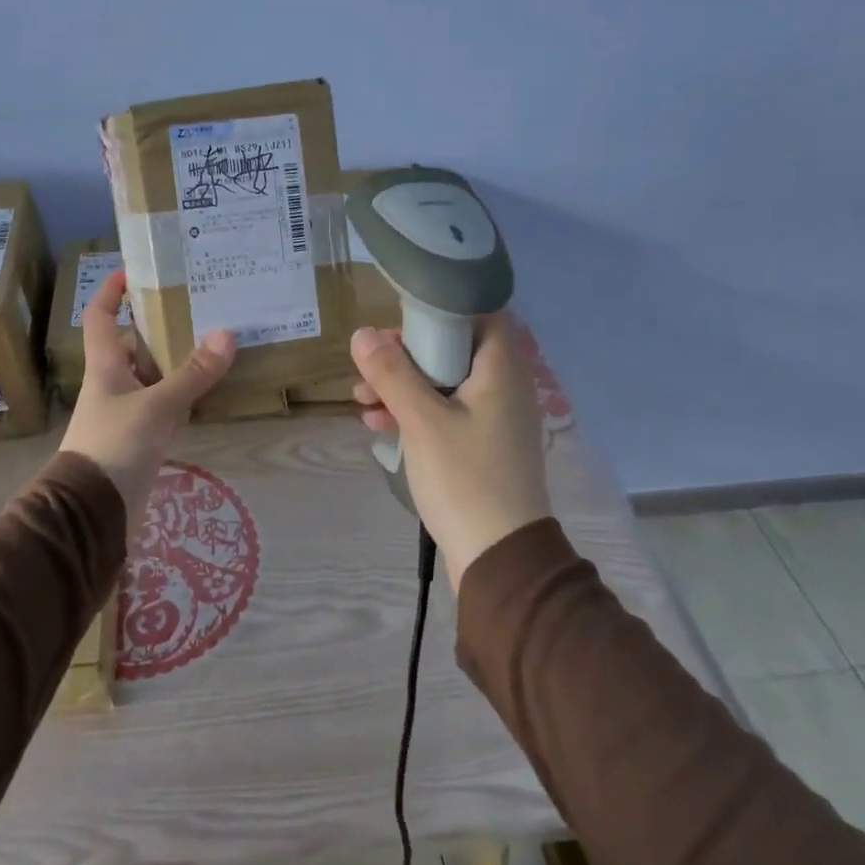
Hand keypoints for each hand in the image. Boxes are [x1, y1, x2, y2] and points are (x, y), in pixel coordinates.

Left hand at [60, 271, 235, 525]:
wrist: (94, 510)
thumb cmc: (115, 446)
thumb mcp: (157, 406)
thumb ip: (192, 374)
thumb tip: (227, 335)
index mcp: (105, 366)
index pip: (100, 317)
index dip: (111, 291)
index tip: (134, 271)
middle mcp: (114, 383)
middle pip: (134, 344)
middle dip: (160, 325)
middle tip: (198, 305)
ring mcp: (128, 411)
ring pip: (154, 375)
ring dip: (177, 360)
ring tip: (214, 338)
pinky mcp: (142, 437)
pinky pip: (166, 404)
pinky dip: (184, 394)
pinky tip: (210, 387)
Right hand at [351, 314, 551, 589]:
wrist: (499, 557)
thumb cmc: (465, 478)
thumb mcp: (422, 421)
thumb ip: (392, 373)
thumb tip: (362, 333)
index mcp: (501, 370)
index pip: (481, 313)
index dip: (441, 307)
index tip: (401, 316)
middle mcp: (504, 388)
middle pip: (454, 349)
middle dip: (407, 353)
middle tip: (370, 362)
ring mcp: (493, 420)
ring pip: (444, 384)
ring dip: (403, 385)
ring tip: (360, 397)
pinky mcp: (481, 447)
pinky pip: (445, 414)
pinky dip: (414, 413)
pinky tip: (377, 423)